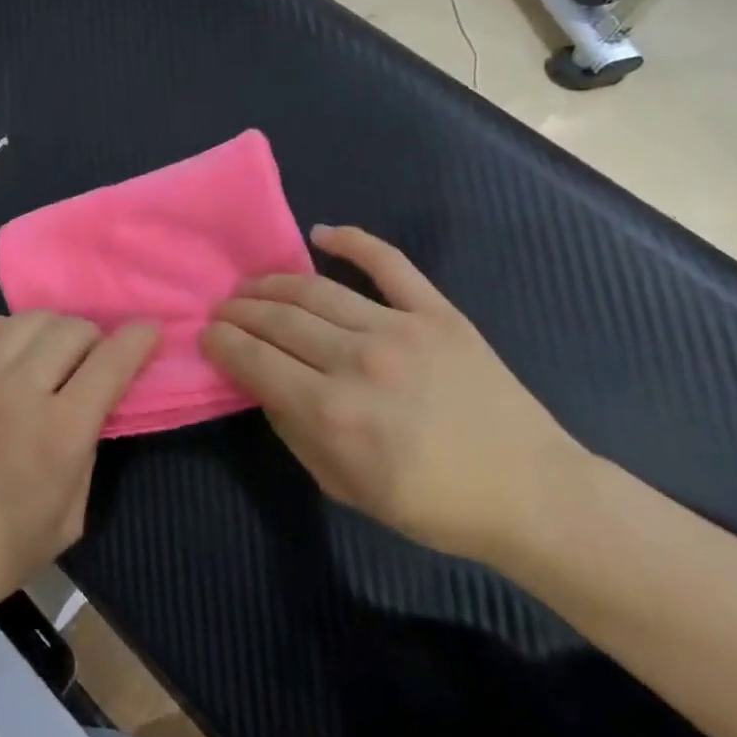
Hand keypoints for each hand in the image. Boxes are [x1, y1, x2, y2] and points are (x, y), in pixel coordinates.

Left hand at [0, 313, 157, 628]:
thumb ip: (86, 456)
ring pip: (26, 322)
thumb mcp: (69, 520)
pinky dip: (2, 328)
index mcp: (60, 431)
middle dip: (96, 336)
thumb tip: (90, 416)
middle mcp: (21, 391)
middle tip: (96, 357)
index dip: (138, 338)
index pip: (111, 362)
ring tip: (55, 349)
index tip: (150, 330)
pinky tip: (8, 344)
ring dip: (54, 328)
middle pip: (71, 330)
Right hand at [200, 225, 581, 562]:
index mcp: (332, 412)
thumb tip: (260, 383)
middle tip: (223, 309)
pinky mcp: (436, 311)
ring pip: (315, 288)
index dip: (221, 342)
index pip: (253, 359)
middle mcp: (358, 360)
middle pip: (276, 318)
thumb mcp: (344, 487)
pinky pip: (388, 262)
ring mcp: (399, 328)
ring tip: (252, 285)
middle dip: (238, 310)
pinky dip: (351, 241)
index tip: (206, 335)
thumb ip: (293, 432)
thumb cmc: (432, 503)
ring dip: (273, 282)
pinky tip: (320, 233)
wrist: (530, 492)